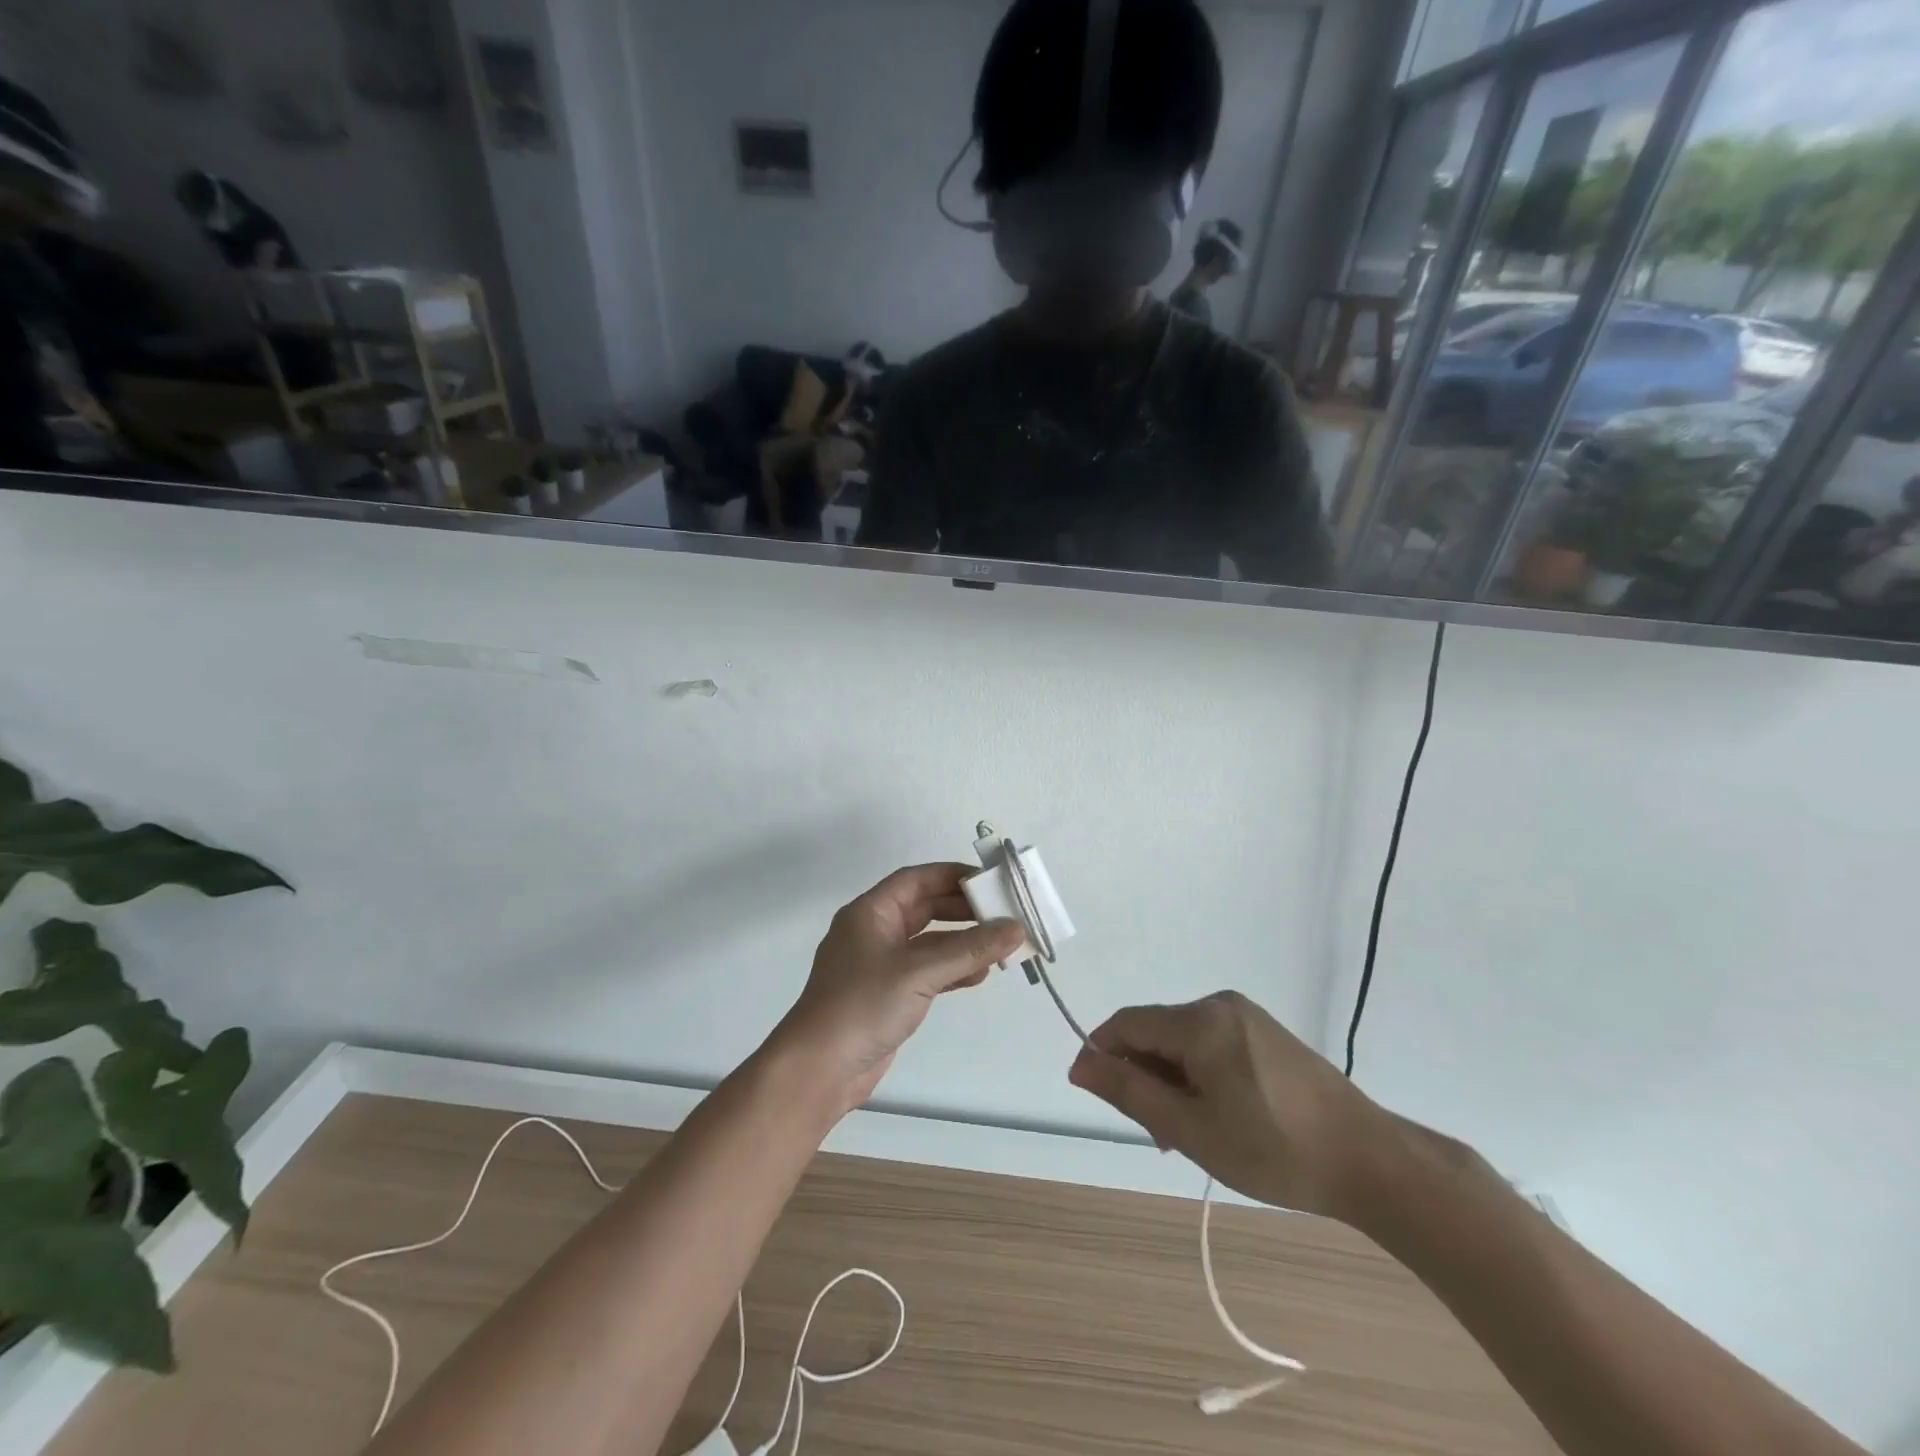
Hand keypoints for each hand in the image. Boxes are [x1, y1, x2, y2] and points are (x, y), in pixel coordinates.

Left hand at [775, 864, 1022, 1115]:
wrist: (819, 1069)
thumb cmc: (863, 1005)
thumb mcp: (920, 972)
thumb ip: (970, 948)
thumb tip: (1016, 928)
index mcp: (870, 912)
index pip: (916, 879)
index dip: (953, 876)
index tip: (990, 881)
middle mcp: (874, 931)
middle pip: (925, 908)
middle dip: (963, 910)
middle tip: (1004, 913)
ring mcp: (880, 964)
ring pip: (929, 942)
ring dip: (963, 942)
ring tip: (1000, 946)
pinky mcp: (887, 994)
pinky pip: (927, 970)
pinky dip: (952, 970)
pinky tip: (979, 975)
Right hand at [1067, 992, 1394, 1222]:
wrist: (1370, 1160)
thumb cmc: (1273, 1149)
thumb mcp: (1191, 1128)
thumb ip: (1129, 1091)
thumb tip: (1080, 1062)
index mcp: (1199, 1021)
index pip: (1127, 1023)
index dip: (1102, 1053)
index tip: (1095, 1094)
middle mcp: (1219, 1004)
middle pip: (1156, 1031)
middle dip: (1144, 1075)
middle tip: (1158, 1135)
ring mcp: (1246, 1016)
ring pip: (1183, 1040)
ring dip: (1172, 1079)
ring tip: (1189, 1134)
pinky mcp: (1266, 1032)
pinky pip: (1212, 1043)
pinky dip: (1199, 1074)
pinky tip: (1218, 1115)